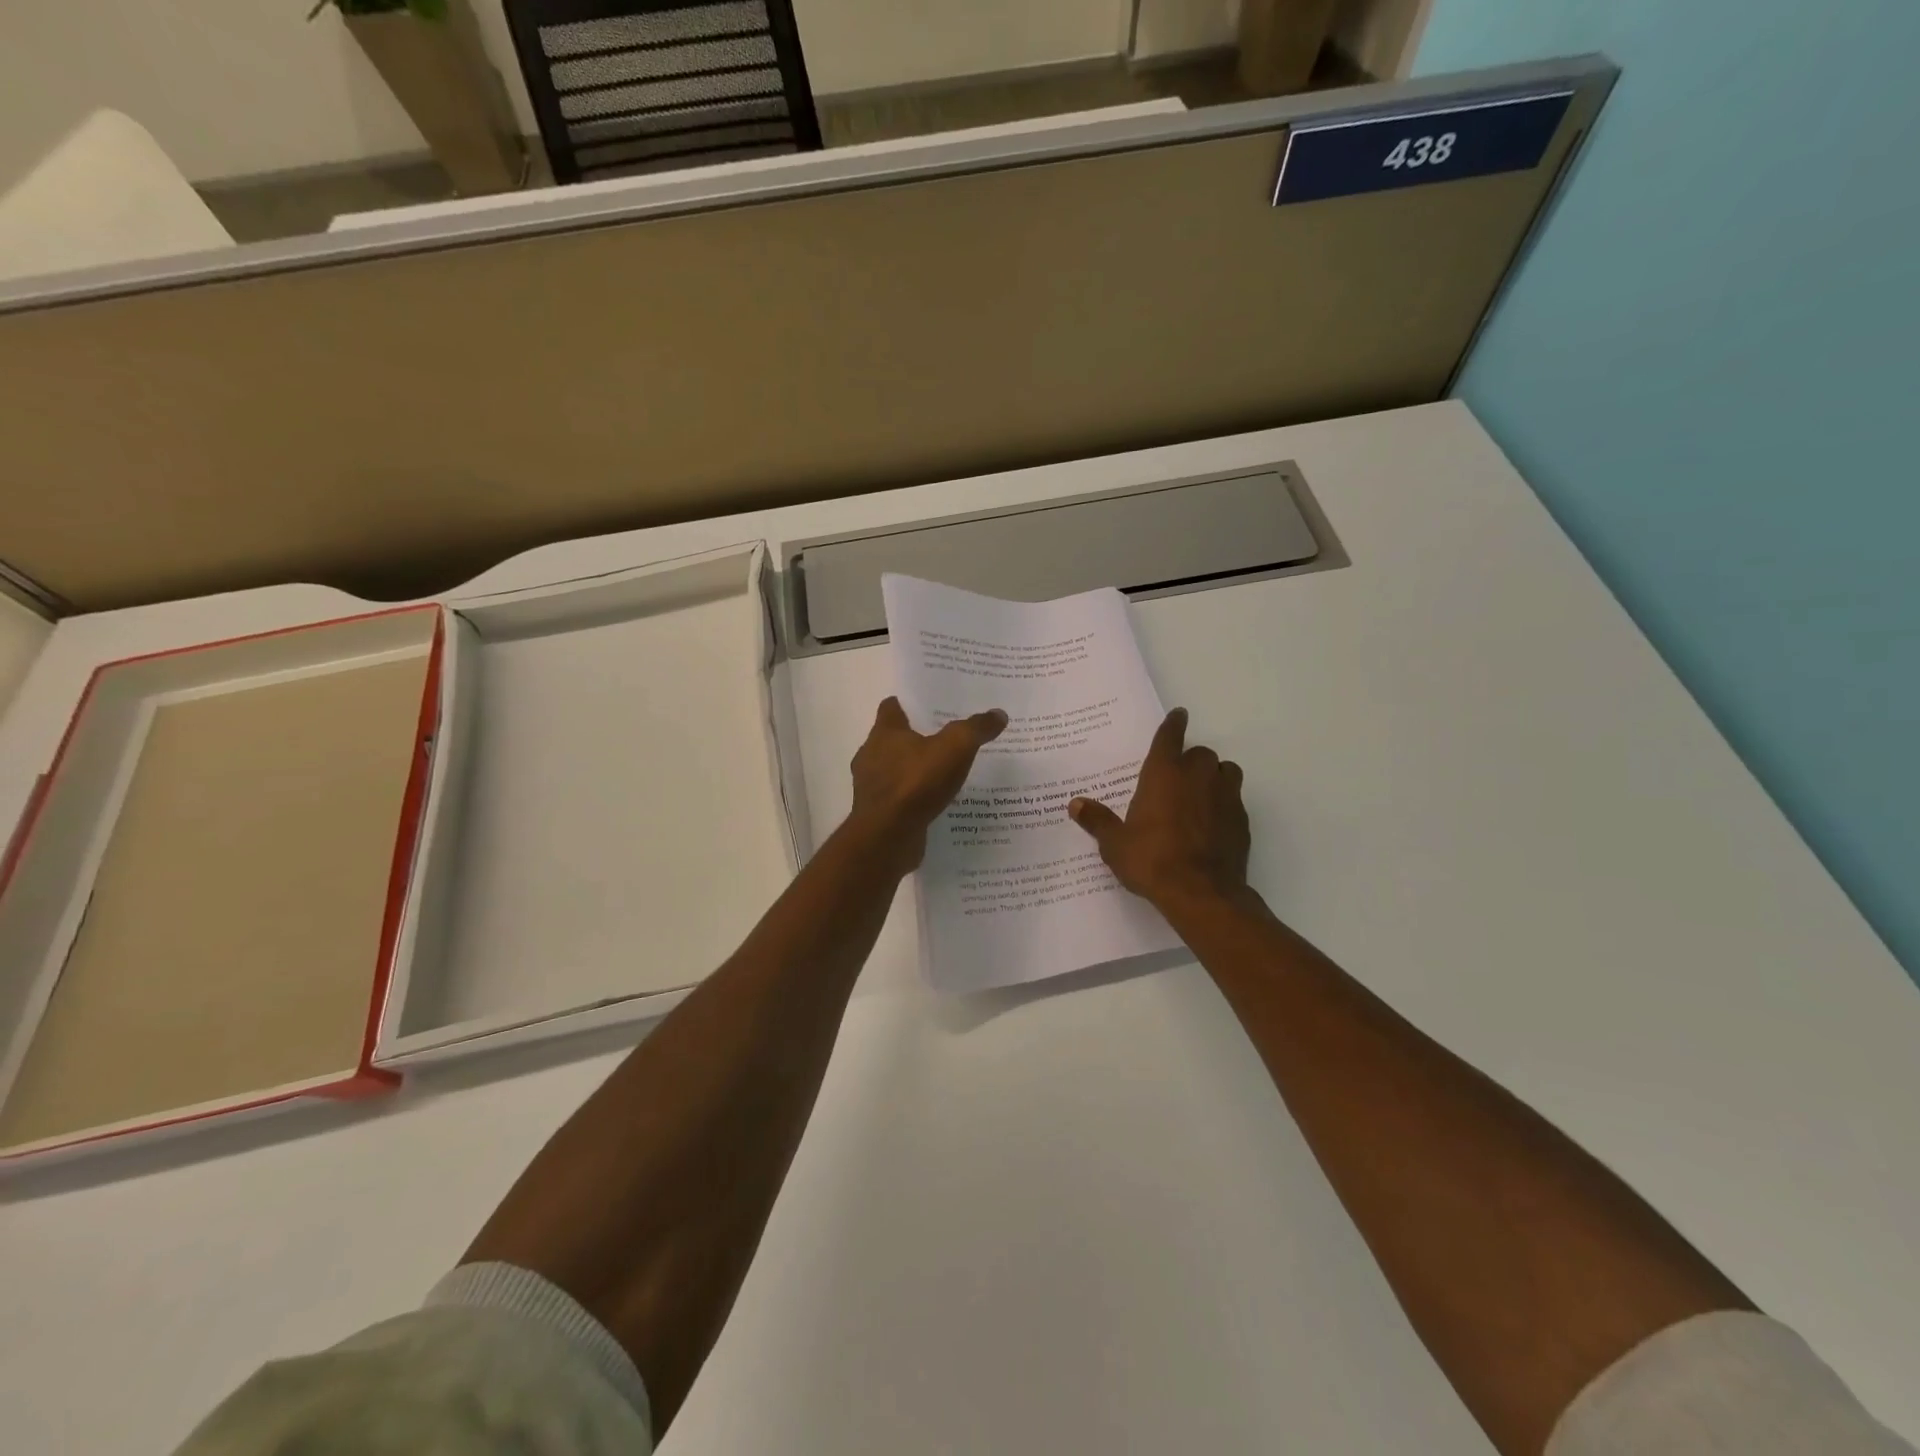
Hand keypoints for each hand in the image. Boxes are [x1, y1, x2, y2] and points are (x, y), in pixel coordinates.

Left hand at [846, 697, 1006, 871]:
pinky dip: (913, 797)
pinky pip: (899, 798)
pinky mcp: (878, 813)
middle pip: (892, 739)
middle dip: (915, 738)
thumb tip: (998, 714)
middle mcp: (871, 755)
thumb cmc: (916, 782)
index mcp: (884, 732)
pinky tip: (935, 802)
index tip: (930, 705)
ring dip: (914, 770)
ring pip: (894, 770)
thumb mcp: (956, 748)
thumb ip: (976, 729)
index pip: (891, 707)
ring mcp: (871, 786)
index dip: (909, 704)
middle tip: (946, 738)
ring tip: (944, 773)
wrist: (888, 836)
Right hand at [1067, 707, 1249, 909]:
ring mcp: (1225, 796)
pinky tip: (1212, 822)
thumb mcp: (1115, 844)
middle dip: (1190, 760)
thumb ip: (1097, 821)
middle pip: (1200, 753)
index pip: (1170, 737)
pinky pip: (1234, 800)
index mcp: (1164, 773)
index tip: (1179, 714)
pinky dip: (1224, 803)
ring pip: (1225, 771)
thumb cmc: (1152, 860)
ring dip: (1214, 776)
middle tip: (1177, 777)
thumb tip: (1075, 804)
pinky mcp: (1242, 820)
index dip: (1173, 724)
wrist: (1202, 893)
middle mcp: (1197, 776)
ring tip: (1201, 793)